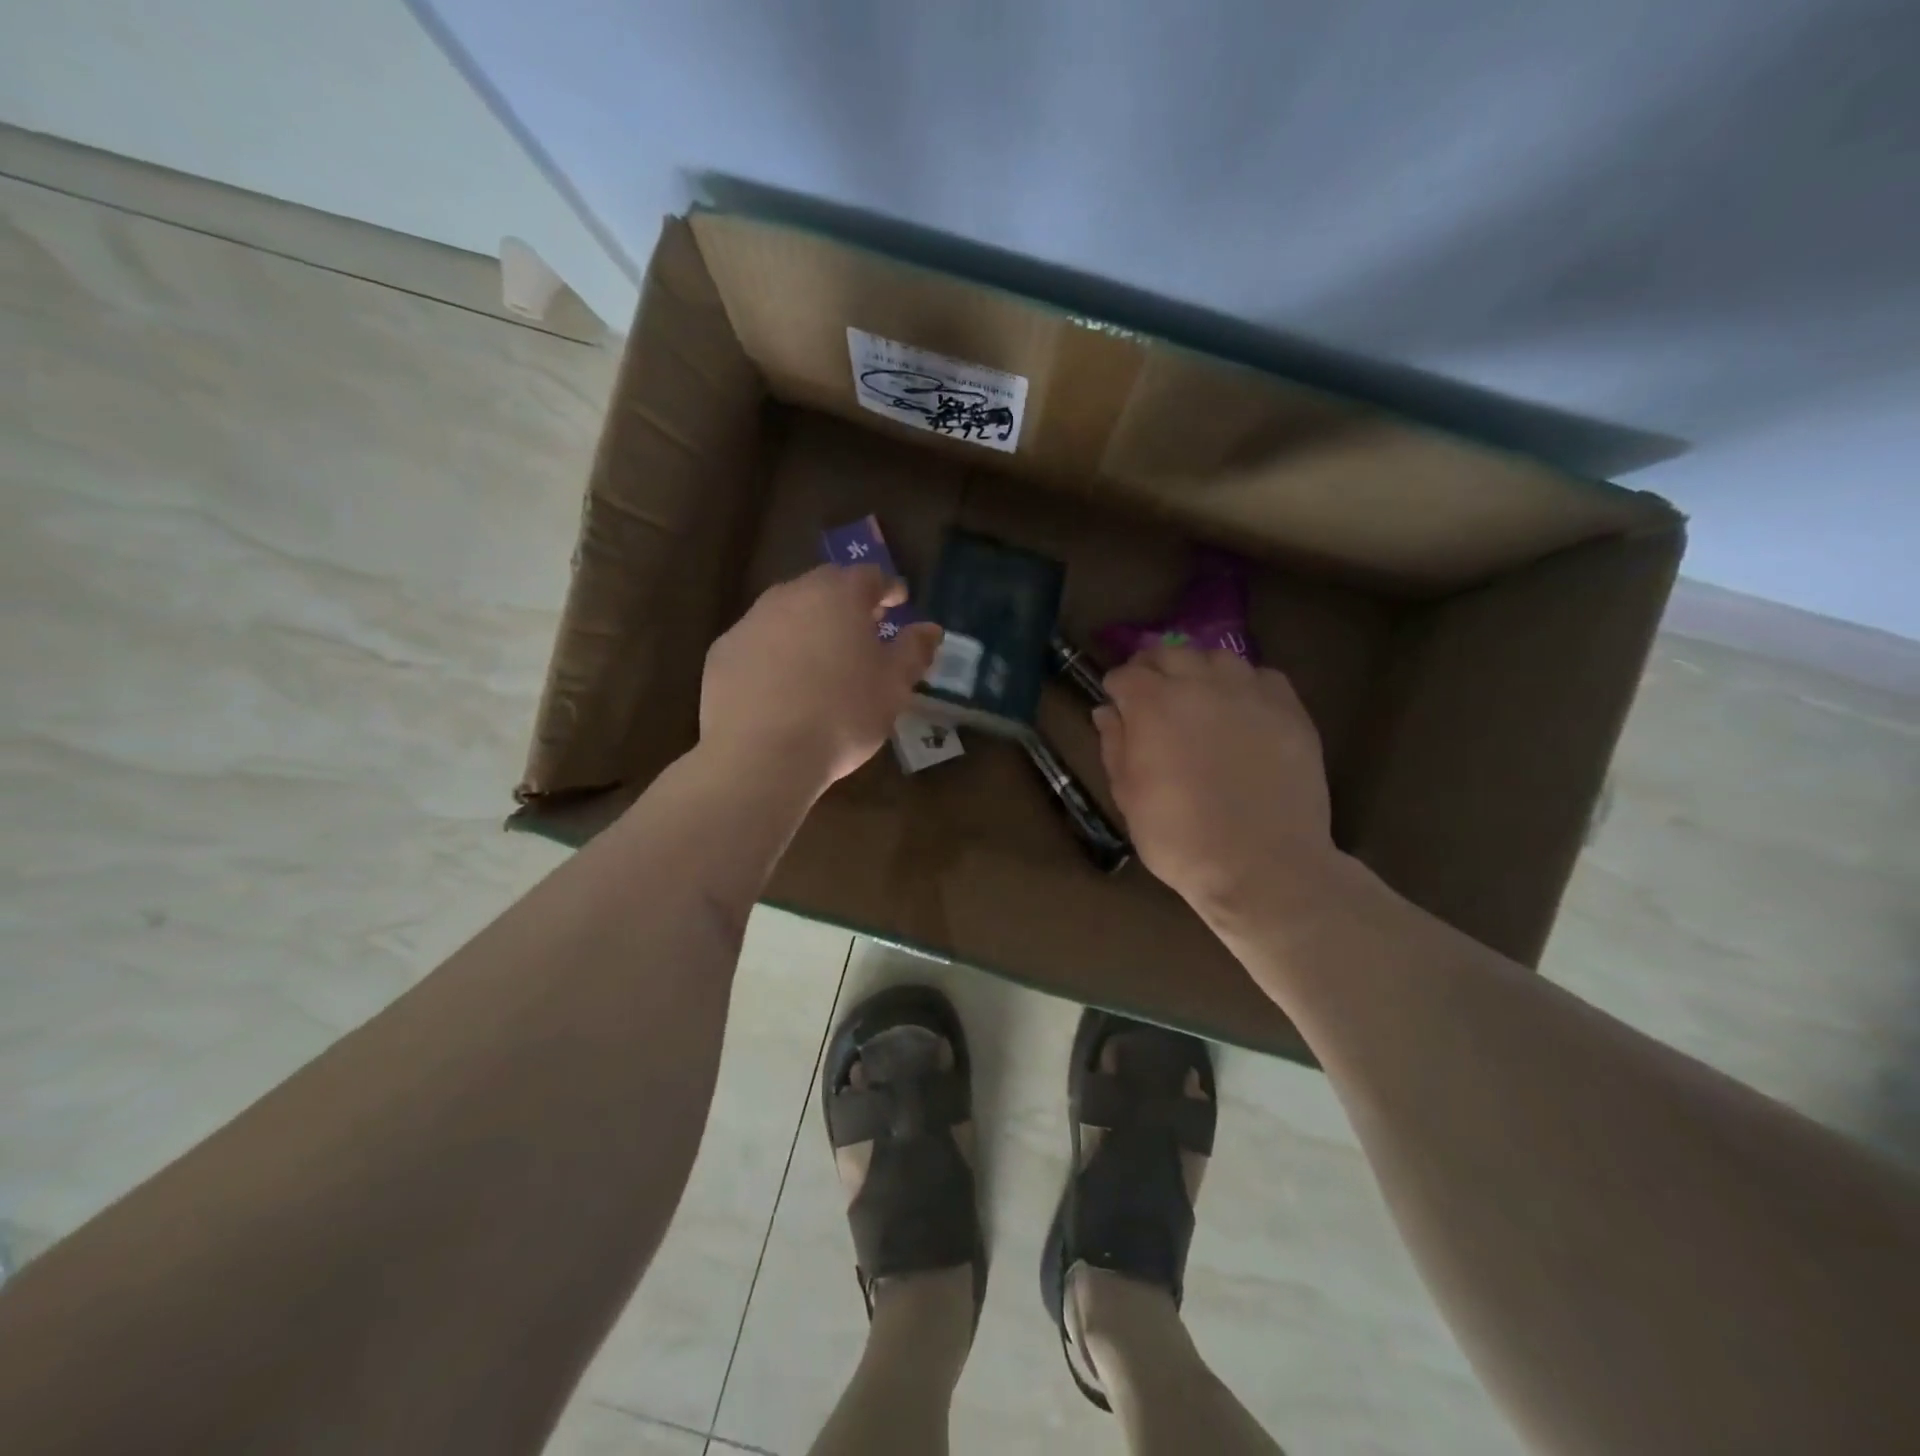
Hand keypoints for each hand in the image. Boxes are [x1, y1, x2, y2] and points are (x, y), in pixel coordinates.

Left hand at [701, 565, 941, 791]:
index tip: (898, 605)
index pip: (870, 576)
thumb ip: (914, 651)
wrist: (761, 756)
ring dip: (809, 627)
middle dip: (847, 604)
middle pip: (825, 588)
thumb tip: (930, 628)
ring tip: (822, 661)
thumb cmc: (841, 716)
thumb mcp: (893, 688)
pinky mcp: (722, 652)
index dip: (888, 589)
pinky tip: (782, 686)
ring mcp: (750, 622)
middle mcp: (791, 595)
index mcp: (838, 595)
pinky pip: (759, 642)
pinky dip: (775, 653)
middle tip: (863, 632)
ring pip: (788, 613)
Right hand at [1096, 646, 1335, 922]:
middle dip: (1153, 670)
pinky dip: (1244, 685)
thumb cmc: (1180, 839)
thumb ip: (1115, 745)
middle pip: (1169, 654)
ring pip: (1217, 657)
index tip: (1117, 706)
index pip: (1125, 674)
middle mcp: (1200, 684)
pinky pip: (1262, 677)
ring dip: (1199, 671)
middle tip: (1153, 698)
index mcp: (1153, 705)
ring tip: (1199, 698)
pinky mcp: (1289, 709)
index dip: (1116, 689)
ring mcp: (1249, 693)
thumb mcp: (1128, 797)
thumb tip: (1108, 712)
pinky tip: (1242, 711)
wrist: (1262, 866)